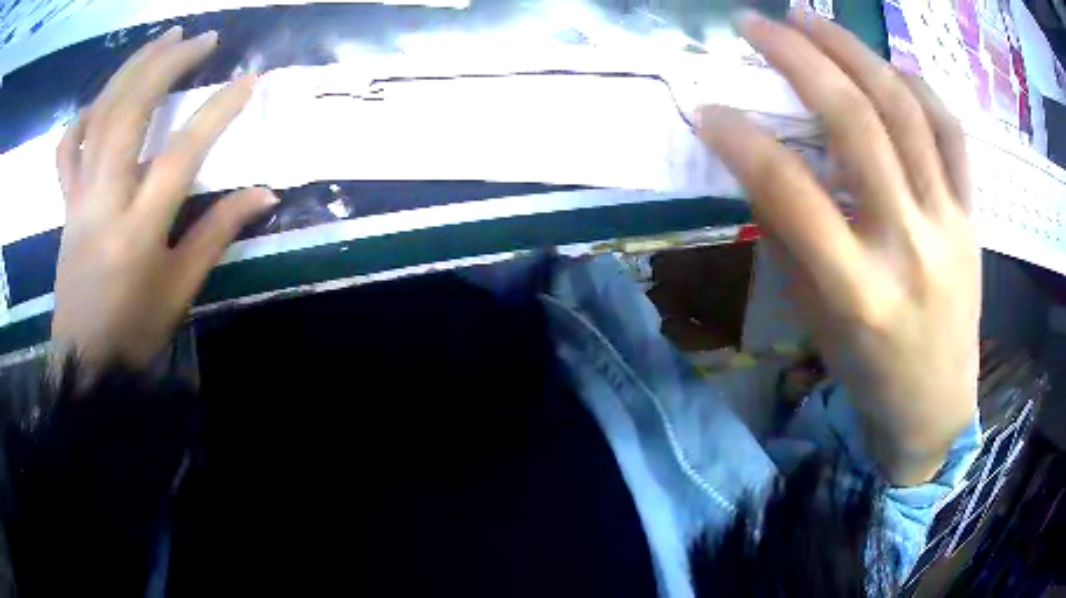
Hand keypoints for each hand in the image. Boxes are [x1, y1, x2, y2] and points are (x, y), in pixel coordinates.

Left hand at [51, 26, 278, 371]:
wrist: (85, 364)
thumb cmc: (134, 332)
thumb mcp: (180, 289)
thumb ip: (217, 232)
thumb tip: (265, 193)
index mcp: (136, 232)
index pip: (180, 156)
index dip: (217, 112)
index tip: (249, 80)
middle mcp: (103, 203)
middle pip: (129, 114)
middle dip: (167, 65)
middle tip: (201, 39)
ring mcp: (79, 199)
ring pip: (99, 117)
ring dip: (132, 69)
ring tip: (163, 39)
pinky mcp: (66, 204)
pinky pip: (68, 149)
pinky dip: (84, 115)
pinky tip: (104, 98)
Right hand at [697, 9, 979, 485]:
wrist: (934, 405)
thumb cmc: (868, 372)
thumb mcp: (817, 321)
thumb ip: (795, 240)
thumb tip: (766, 166)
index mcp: (857, 291)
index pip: (790, 193)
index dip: (741, 140)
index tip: (708, 108)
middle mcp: (908, 247)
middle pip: (856, 126)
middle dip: (800, 60)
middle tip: (758, 23)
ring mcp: (948, 225)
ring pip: (907, 113)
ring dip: (854, 52)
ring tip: (813, 19)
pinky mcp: (972, 217)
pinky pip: (951, 133)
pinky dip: (917, 86)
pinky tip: (887, 65)